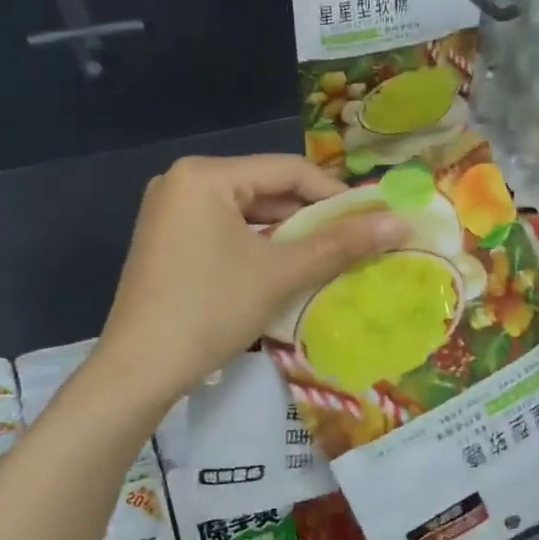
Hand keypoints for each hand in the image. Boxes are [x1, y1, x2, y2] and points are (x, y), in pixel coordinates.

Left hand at [97, 153, 404, 410]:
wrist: (139, 369)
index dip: (336, 194)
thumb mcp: (281, 273)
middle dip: (311, 217)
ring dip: (287, 234)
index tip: (373, 220)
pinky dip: (257, 246)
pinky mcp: (166, 239)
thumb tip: (399, 221)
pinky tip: (282, 269)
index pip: (288, 170)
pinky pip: (224, 230)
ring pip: (247, 212)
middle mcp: (182, 181)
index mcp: (205, 175)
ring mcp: (169, 211)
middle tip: (353, 243)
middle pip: (266, 188)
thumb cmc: (211, 310)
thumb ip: (340, 244)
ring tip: (326, 259)